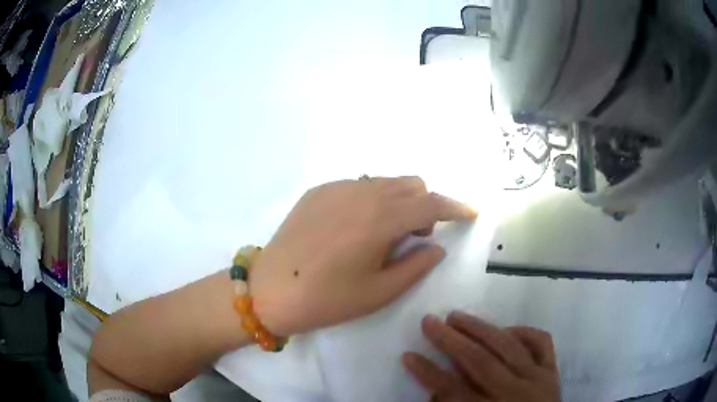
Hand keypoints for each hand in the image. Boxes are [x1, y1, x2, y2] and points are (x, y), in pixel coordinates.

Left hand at [249, 176, 476, 335]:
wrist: (270, 290)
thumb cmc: (327, 299)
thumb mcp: (380, 292)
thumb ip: (416, 265)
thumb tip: (436, 246)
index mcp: (380, 219)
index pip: (431, 204)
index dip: (455, 207)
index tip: (469, 213)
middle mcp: (361, 193)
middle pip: (411, 184)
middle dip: (424, 206)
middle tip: (412, 238)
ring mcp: (336, 188)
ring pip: (385, 181)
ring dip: (398, 201)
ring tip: (382, 234)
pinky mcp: (317, 191)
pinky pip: (358, 185)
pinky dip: (371, 199)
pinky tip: (353, 228)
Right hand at [403, 312, 559, 401]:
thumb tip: (435, 392)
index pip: (452, 391)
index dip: (428, 373)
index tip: (408, 355)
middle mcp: (515, 393)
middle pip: (479, 362)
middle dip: (450, 341)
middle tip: (429, 321)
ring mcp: (538, 379)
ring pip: (507, 347)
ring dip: (480, 328)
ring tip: (456, 316)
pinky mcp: (552, 371)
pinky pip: (541, 342)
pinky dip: (523, 332)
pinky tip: (506, 329)